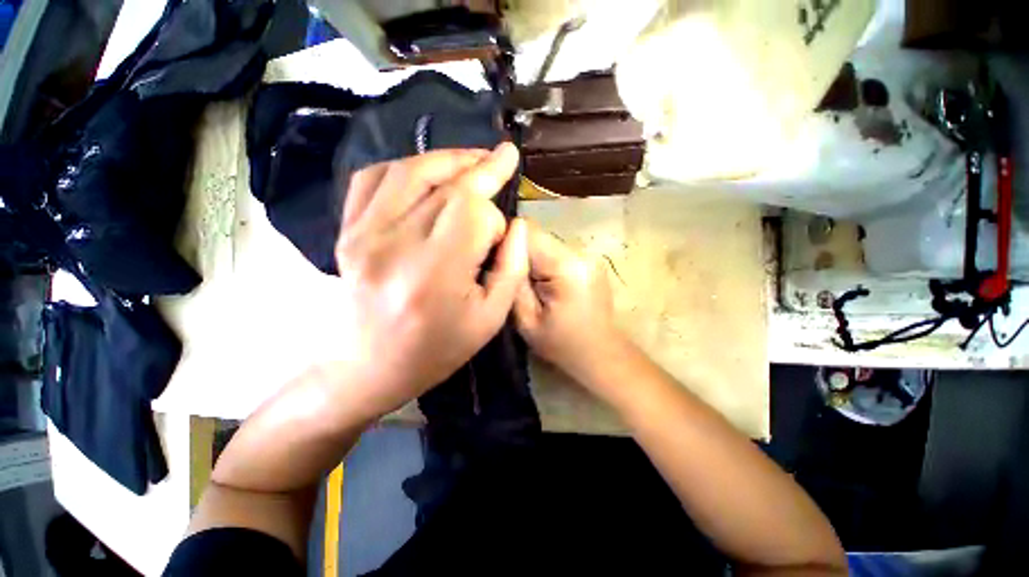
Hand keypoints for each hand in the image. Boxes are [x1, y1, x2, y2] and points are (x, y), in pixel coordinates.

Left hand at [326, 144, 527, 418]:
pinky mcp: (346, 232)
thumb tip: (515, 224)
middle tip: (504, 156)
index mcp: (435, 274)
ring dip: (447, 159)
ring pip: (410, 171)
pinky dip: (405, 166)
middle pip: (446, 186)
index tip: (499, 236)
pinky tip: (427, 172)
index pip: (474, 214)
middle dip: (481, 170)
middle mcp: (394, 246)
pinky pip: (373, 179)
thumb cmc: (437, 350)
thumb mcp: (491, 319)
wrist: (369, 367)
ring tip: (473, 158)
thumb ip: (512, 268)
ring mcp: (362, 234)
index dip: (494, 218)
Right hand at [513, 221, 625, 389]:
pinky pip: (558, 253)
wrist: (601, 354)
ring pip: (547, 244)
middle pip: (539, 236)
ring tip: (532, 286)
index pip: (528, 232)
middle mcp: (581, 253)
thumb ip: (514, 281)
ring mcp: (589, 255)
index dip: (508, 242)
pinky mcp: (590, 260)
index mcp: (566, 267)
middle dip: (522, 254)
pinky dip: (547, 264)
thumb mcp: (526, 320)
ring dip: (535, 260)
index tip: (499, 263)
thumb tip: (504, 249)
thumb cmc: (561, 344)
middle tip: (514, 280)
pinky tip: (547, 285)